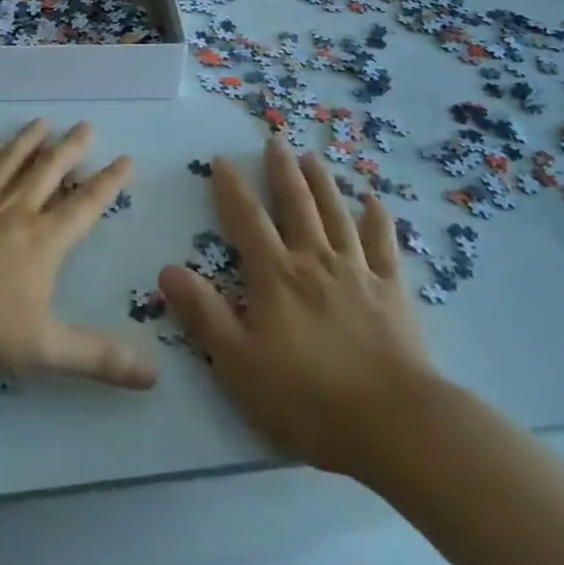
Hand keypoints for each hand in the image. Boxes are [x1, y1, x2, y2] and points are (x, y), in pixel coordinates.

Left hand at [0, 120, 156, 390]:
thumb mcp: (43, 349)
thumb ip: (98, 358)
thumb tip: (155, 375)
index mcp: (42, 242)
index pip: (84, 206)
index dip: (108, 183)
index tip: (125, 158)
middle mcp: (14, 212)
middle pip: (48, 171)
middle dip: (71, 148)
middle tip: (86, 125)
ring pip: (9, 162)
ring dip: (29, 141)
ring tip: (43, 121)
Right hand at [159, 136, 441, 479]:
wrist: (396, 424)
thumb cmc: (308, 398)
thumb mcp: (239, 363)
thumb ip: (203, 314)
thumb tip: (167, 270)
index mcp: (276, 276)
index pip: (247, 220)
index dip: (232, 188)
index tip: (221, 161)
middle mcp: (315, 261)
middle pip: (296, 205)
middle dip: (282, 171)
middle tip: (275, 140)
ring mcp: (357, 272)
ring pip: (337, 214)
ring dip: (323, 183)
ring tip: (313, 156)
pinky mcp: (392, 292)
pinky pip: (383, 245)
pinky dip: (377, 220)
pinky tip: (374, 202)